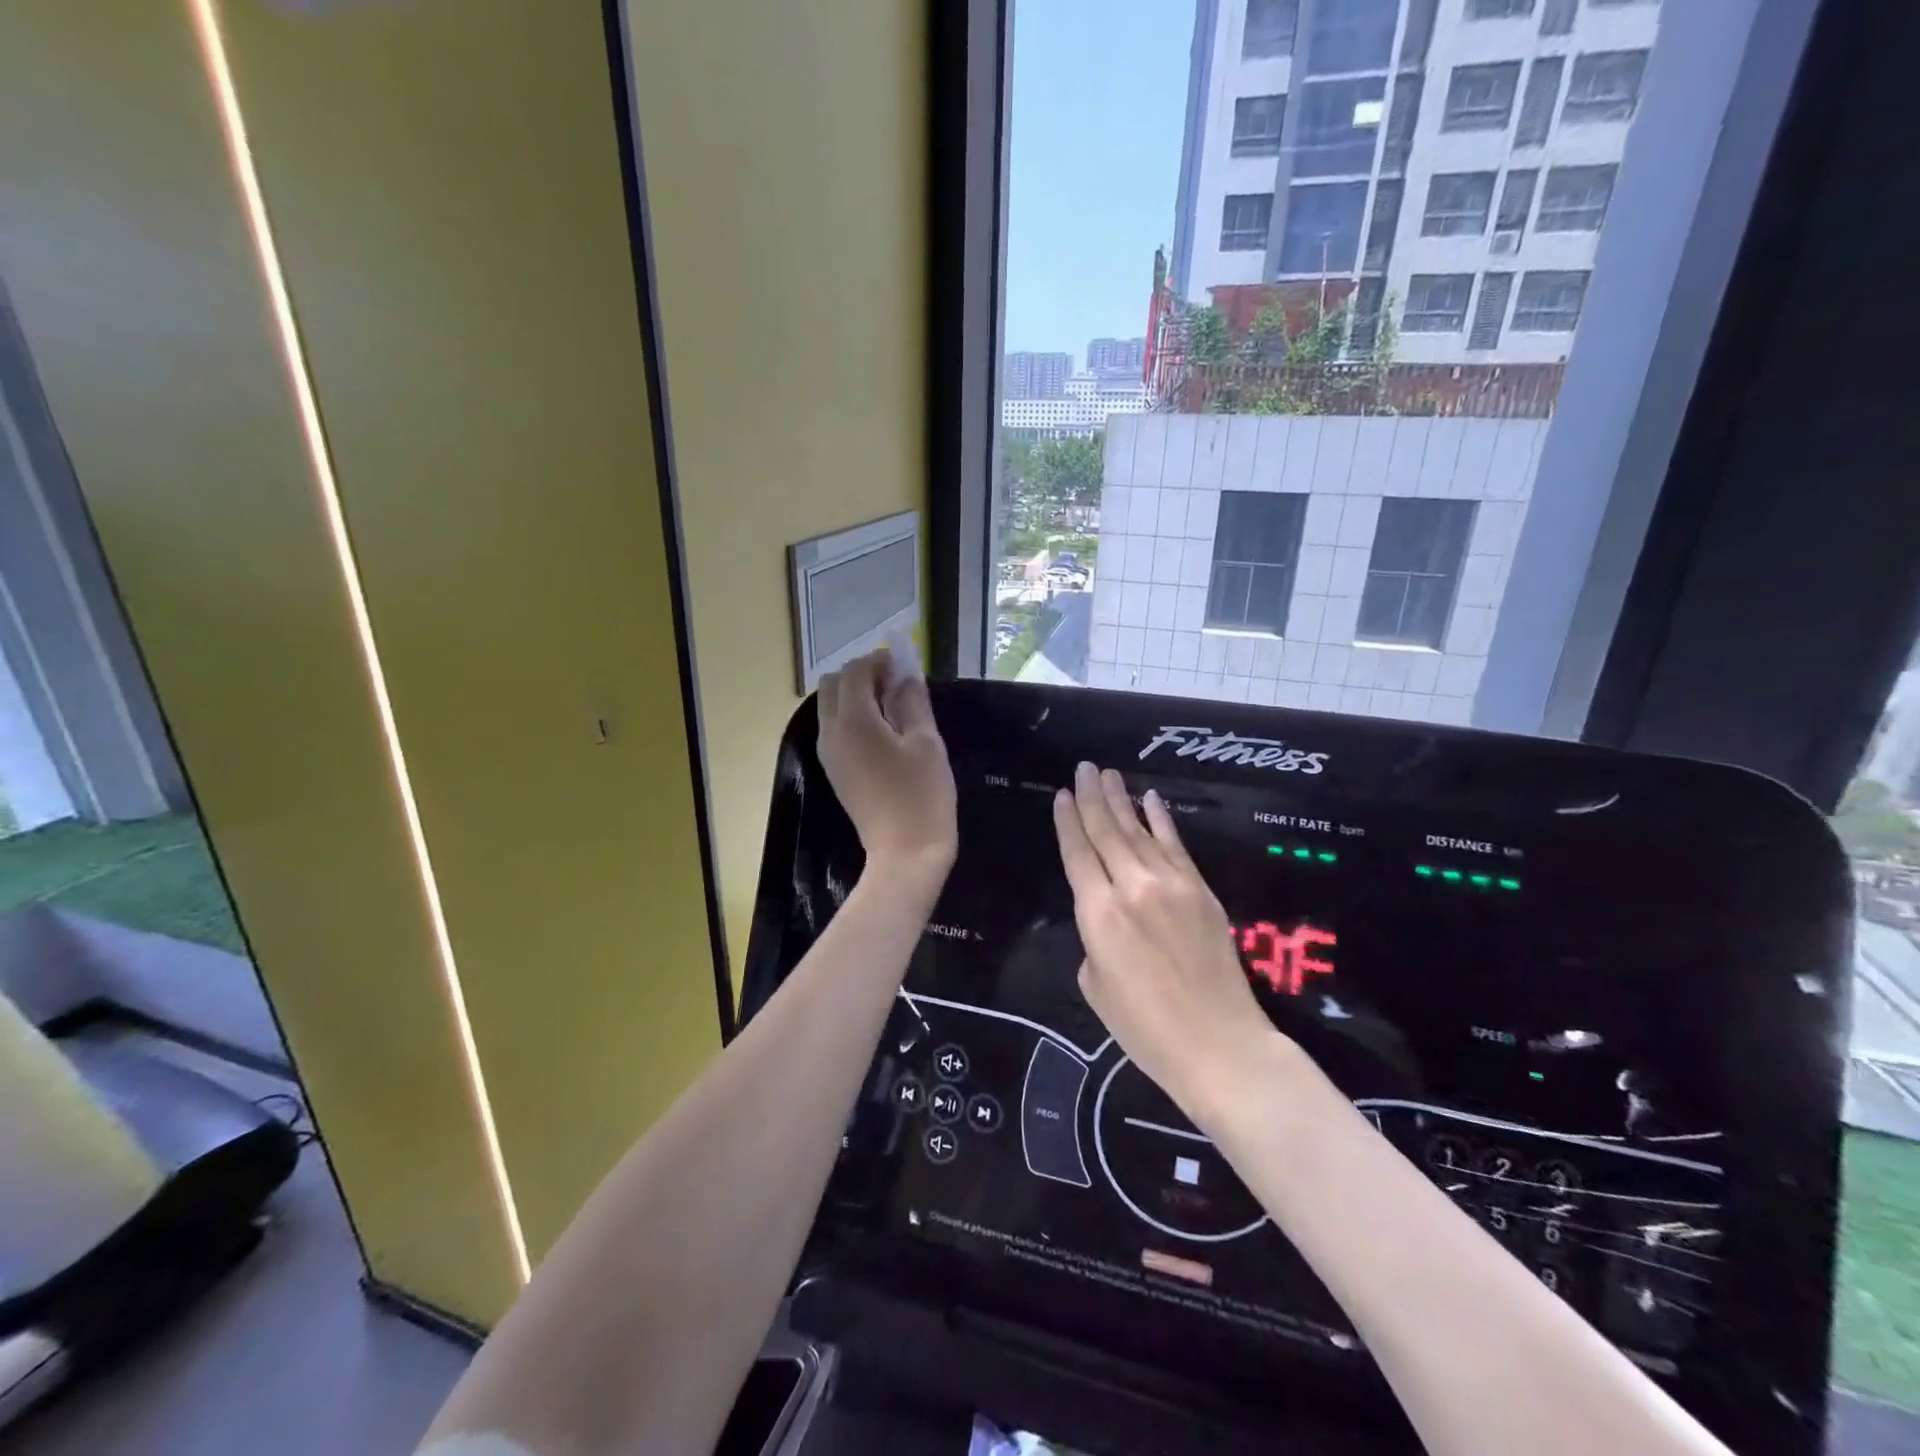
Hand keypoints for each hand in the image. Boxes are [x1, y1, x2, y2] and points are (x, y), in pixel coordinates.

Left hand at [817, 651, 956, 889]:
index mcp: (853, 722)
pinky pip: (834, 729)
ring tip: (892, 706)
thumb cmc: (922, 796)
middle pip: (831, 685)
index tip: (904, 666)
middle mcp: (831, 733)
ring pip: (829, 707)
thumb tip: (906, 676)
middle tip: (895, 684)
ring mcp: (828, 754)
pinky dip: (852, 717)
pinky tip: (883, 730)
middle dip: (860, 675)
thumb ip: (913, 702)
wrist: (905, 854)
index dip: (878, 661)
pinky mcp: (834, 771)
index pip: (854, 673)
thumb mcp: (926, 743)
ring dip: (854, 696)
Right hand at [1053, 763, 1278, 1124]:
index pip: (1077, 853)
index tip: (1060, 794)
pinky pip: (1176, 844)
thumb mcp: (1095, 986)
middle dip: (1091, 797)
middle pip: (1106, 831)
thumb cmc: (1144, 1028)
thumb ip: (1093, 940)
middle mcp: (1131, 887)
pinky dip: (1161, 819)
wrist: (1218, 1044)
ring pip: (1138, 831)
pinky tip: (1150, 799)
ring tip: (1108, 774)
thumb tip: (1107, 919)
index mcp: (1097, 913)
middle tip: (1083, 768)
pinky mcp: (1201, 890)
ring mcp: (1170, 884)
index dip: (1067, 821)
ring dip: (1122, 799)